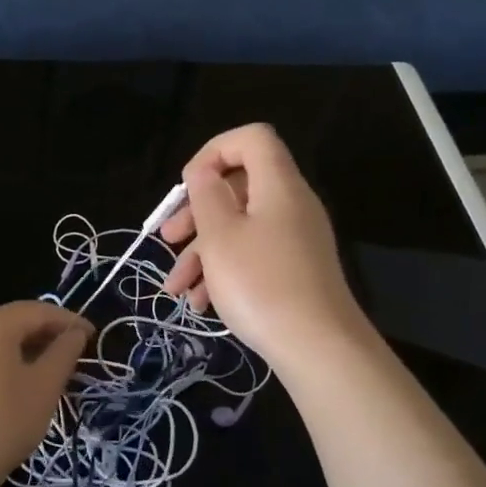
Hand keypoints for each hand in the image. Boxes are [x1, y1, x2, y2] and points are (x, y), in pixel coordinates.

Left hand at [0, 301, 91, 486]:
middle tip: (69, 354)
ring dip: (19, 349)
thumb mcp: (45, 387)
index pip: (38, 311)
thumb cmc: (3, 421)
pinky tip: (7, 384)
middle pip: (12, 321)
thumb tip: (76, 333)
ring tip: (41, 370)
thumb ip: (64, 352)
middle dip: (43, 334)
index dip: (68, 321)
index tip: (91, 336)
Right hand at [160, 124, 365, 367]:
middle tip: (168, 236)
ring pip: (240, 229)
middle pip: (239, 187)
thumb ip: (207, 194)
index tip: (188, 185)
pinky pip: (253, 256)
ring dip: (202, 252)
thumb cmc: (260, 283)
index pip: (251, 139)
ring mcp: (295, 241)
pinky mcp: (295, 272)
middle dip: (197, 211)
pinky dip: (224, 272)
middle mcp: (291, 206)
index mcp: (278, 185)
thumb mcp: (220, 236)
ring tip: (175, 288)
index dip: (214, 151)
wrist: (317, 348)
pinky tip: (200, 303)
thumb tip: (204, 171)